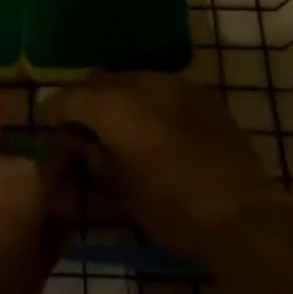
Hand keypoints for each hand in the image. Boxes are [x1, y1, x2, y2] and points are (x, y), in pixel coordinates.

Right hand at [58, 73, 276, 255]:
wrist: (241, 214)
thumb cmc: (169, 207)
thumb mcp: (118, 189)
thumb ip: (90, 157)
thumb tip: (73, 142)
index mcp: (113, 104)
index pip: (69, 97)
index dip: (55, 113)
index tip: (51, 131)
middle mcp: (141, 82)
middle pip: (100, 82)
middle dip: (86, 101)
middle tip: (81, 129)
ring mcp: (176, 83)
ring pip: (132, 80)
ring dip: (118, 98)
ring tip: (118, 127)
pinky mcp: (202, 94)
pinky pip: (162, 88)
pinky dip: (149, 101)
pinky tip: (153, 127)